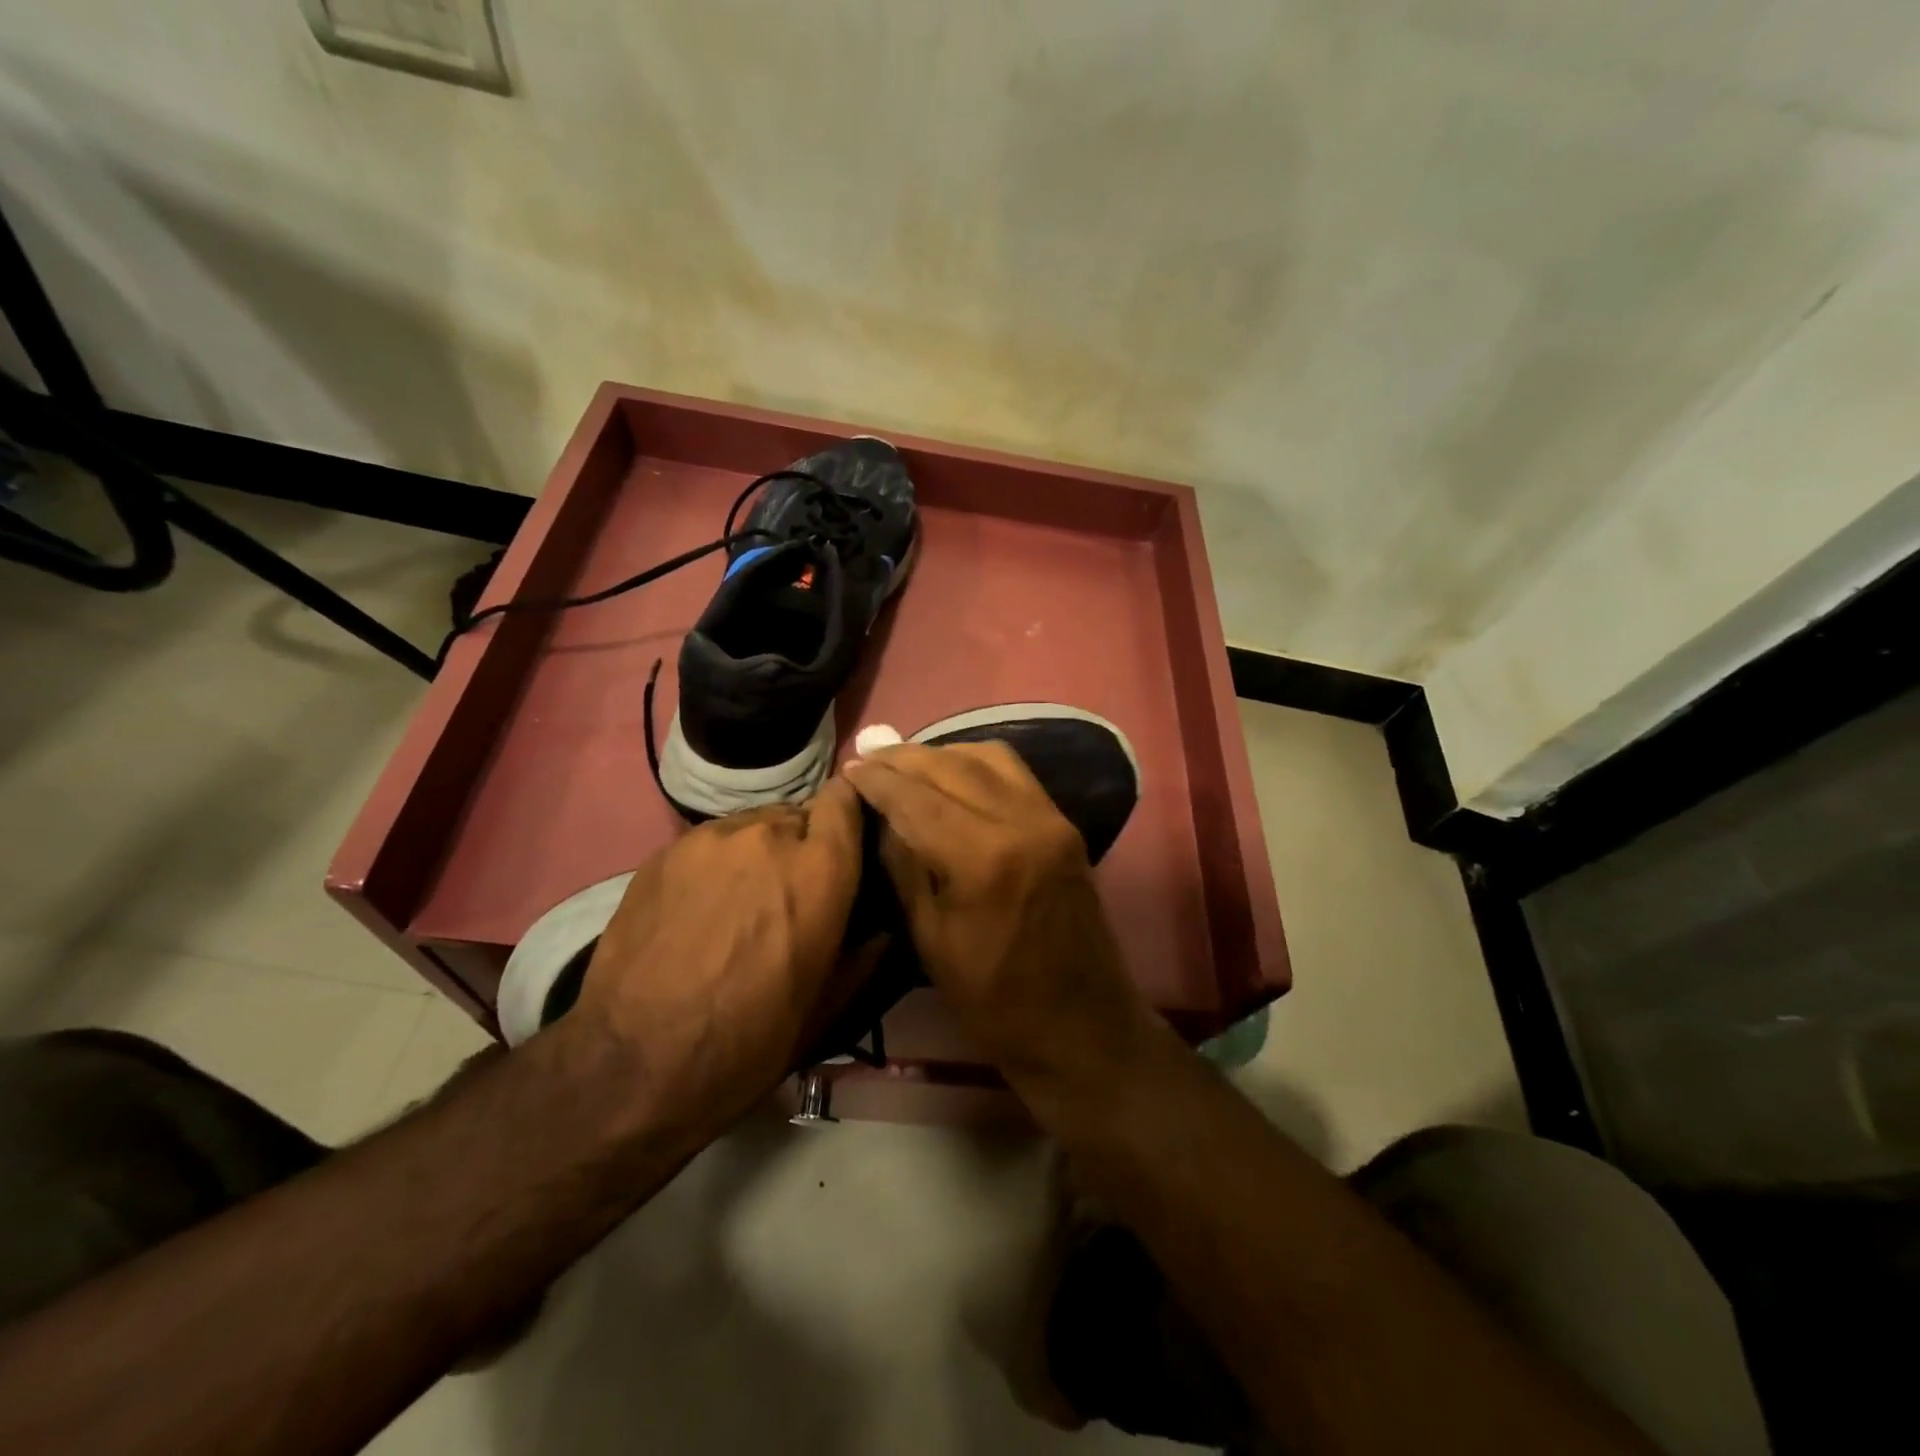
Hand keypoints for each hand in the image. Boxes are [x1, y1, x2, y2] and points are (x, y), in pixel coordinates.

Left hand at [573, 777, 869, 1131]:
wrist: (635, 1062)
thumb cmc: (749, 1040)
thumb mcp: (828, 1004)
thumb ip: (867, 949)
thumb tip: (885, 923)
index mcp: (819, 869)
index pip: (845, 799)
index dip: (848, 816)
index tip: (845, 846)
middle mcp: (769, 835)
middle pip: (800, 815)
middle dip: (803, 846)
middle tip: (790, 892)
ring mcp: (711, 837)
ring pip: (753, 825)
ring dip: (760, 851)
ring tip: (741, 899)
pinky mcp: (666, 850)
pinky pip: (710, 841)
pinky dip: (718, 863)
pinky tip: (700, 907)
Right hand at [842, 742, 1156, 1090]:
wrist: (1084, 1026)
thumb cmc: (996, 1001)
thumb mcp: (931, 940)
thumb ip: (905, 867)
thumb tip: (882, 816)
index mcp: (984, 858)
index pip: (918, 799)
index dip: (878, 780)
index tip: (849, 768)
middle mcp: (1022, 822)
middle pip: (952, 766)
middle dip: (904, 758)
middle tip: (869, 757)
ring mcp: (1051, 818)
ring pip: (988, 757)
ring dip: (942, 753)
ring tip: (906, 763)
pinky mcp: (1065, 824)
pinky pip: (1015, 773)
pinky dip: (977, 763)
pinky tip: (953, 774)